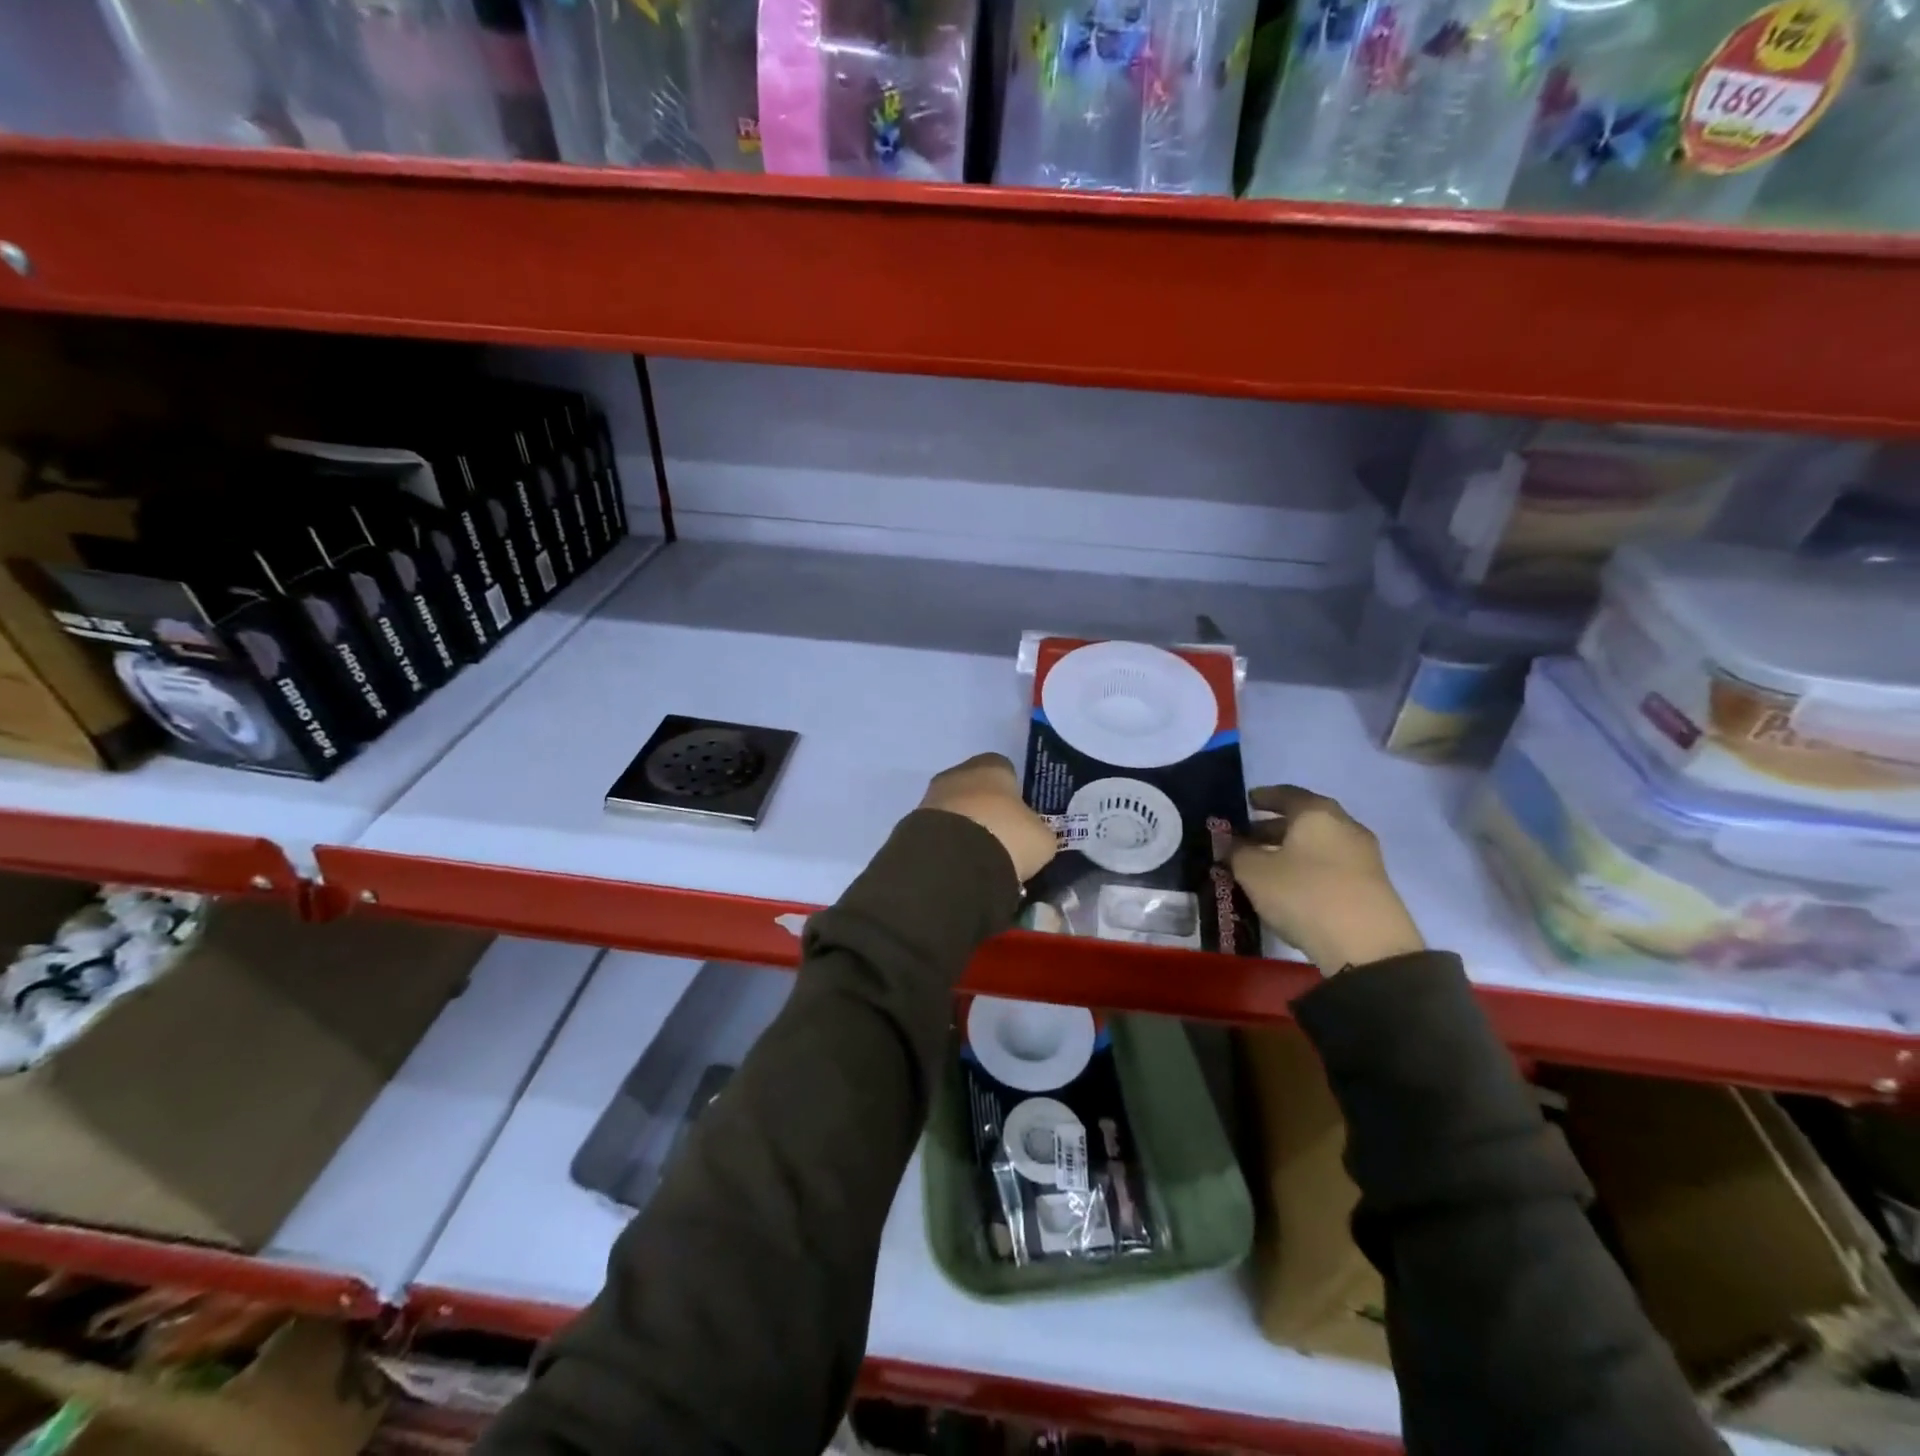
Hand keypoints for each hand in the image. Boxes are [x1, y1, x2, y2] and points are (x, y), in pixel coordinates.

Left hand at [919, 753, 1057, 884]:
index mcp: (992, 766)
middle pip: (976, 789)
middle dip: (986, 811)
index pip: (1005, 771)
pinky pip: (938, 832)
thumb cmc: (1008, 836)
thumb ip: (1036, 830)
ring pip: (954, 810)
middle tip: (1001, 841)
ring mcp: (931, 797)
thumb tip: (1030, 837)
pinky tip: (959, 866)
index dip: (1014, 794)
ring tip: (979, 859)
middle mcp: (957, 773)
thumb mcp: (1041, 837)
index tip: (1020, 819)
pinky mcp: (913, 824)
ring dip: (964, 829)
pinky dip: (948, 845)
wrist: (953, 861)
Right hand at [1230, 785, 1423, 973]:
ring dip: (1291, 849)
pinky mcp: (1371, 885)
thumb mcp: (1254, 872)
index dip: (1264, 797)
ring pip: (1318, 843)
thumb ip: (1237, 852)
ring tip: (1265, 865)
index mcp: (1317, 813)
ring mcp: (1364, 856)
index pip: (1286, 794)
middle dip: (1274, 827)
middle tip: (1247, 839)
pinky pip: (1331, 865)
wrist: (1368, 947)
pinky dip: (1308, 867)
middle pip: (1304, 819)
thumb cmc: (1304, 895)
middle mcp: (1345, 826)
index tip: (1247, 801)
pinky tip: (1291, 885)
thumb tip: (1230, 844)